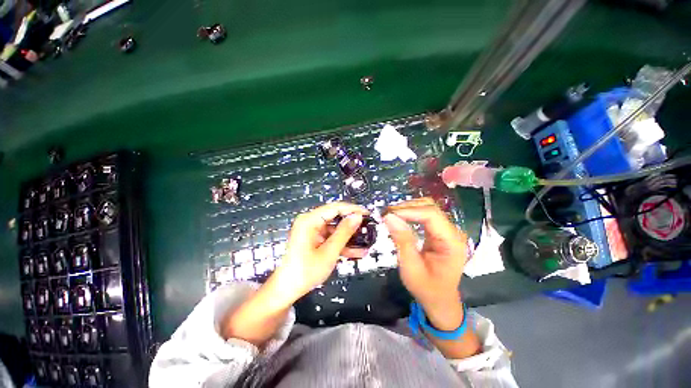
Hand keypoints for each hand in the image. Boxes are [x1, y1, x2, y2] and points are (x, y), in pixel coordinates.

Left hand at [270, 202, 368, 304]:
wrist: (287, 289)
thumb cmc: (306, 271)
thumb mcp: (329, 252)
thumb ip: (344, 232)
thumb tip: (357, 216)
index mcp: (310, 220)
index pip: (335, 207)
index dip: (353, 209)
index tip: (368, 214)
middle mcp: (310, 221)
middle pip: (335, 217)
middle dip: (352, 224)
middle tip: (368, 227)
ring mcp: (311, 230)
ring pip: (335, 229)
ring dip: (349, 237)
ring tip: (366, 242)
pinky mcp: (313, 239)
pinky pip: (330, 237)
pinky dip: (341, 243)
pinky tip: (356, 251)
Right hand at [383, 198, 467, 329]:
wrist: (440, 300)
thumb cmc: (427, 288)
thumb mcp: (411, 267)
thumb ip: (402, 240)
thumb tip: (389, 216)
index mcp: (452, 242)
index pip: (431, 215)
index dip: (408, 210)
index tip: (388, 214)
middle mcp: (453, 232)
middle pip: (430, 207)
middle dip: (406, 207)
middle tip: (386, 214)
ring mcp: (447, 230)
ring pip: (427, 208)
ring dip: (407, 209)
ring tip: (390, 215)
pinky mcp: (440, 232)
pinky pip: (425, 215)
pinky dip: (410, 214)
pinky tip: (399, 218)